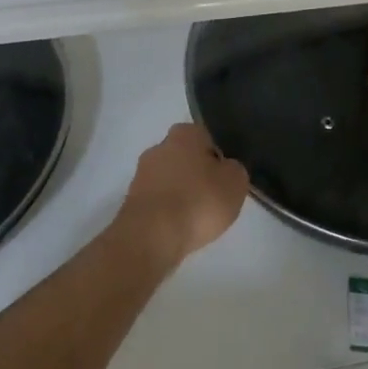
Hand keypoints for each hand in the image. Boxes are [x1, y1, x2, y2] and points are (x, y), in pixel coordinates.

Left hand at [118, 123, 249, 265]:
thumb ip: (234, 169)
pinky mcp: (132, 201)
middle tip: (213, 199)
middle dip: (198, 176)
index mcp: (185, 133)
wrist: (152, 236)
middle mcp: (159, 146)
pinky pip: (159, 202)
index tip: (225, 181)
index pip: (207, 139)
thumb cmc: (199, 201)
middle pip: (186, 159)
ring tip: (196, 219)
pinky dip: (168, 212)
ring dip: (182, 195)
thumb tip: (226, 169)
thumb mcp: (236, 182)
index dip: (219, 159)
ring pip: (170, 180)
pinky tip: (178, 228)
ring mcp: (141, 174)